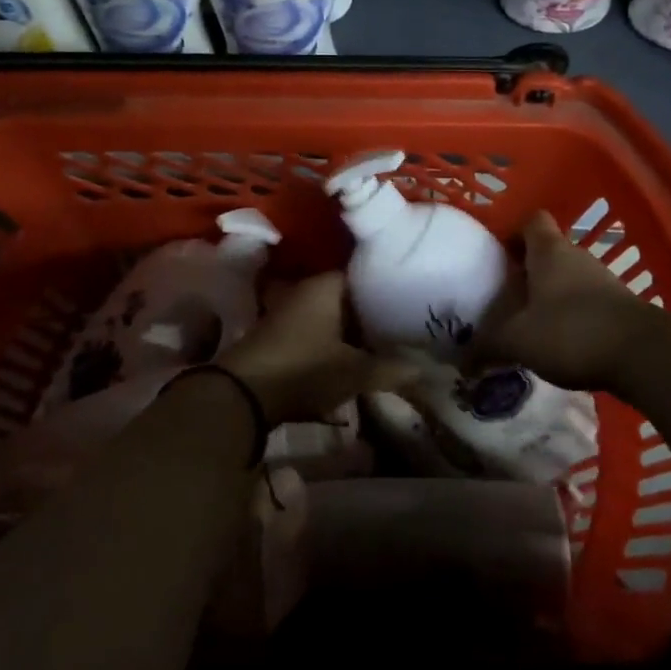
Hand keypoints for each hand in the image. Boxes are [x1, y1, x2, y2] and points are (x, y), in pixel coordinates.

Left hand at [217, 273, 410, 424]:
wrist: (241, 396)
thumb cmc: (303, 369)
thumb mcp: (354, 372)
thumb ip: (392, 368)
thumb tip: (429, 369)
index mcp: (326, 285)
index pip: (365, 273)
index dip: (389, 287)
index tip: (413, 301)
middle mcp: (306, 290)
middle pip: (349, 297)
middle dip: (373, 313)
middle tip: (406, 326)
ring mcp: (290, 312)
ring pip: (333, 316)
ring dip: (353, 330)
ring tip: (386, 344)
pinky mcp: (281, 336)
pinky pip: (318, 332)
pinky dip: (335, 342)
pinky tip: (354, 359)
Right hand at [470, 210, 661, 391]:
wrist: (645, 355)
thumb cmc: (571, 332)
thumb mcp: (518, 341)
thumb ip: (487, 346)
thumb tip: (461, 359)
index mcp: (549, 251)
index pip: (531, 221)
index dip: (513, 233)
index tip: (497, 256)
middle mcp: (577, 257)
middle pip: (548, 251)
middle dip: (527, 271)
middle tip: (505, 296)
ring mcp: (603, 281)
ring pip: (568, 278)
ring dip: (550, 295)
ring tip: (529, 324)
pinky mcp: (620, 307)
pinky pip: (587, 302)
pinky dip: (572, 316)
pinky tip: (560, 343)